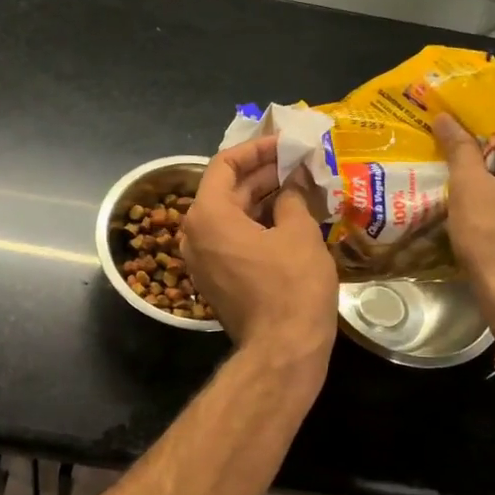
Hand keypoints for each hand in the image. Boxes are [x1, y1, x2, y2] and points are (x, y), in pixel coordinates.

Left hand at [180, 137, 338, 367]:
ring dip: (261, 198)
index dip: (256, 149)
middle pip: (226, 190)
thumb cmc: (291, 286)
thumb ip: (292, 198)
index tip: (285, 143)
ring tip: (299, 184)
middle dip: (263, 173)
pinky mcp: (216, 278)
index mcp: (207, 215)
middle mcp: (194, 234)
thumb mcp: (298, 233)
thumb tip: (292, 185)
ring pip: (230, 216)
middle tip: (299, 161)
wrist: (282, 350)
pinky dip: (256, 224)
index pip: (224, 164)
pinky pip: (232, 239)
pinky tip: (288, 216)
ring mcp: (202, 259)